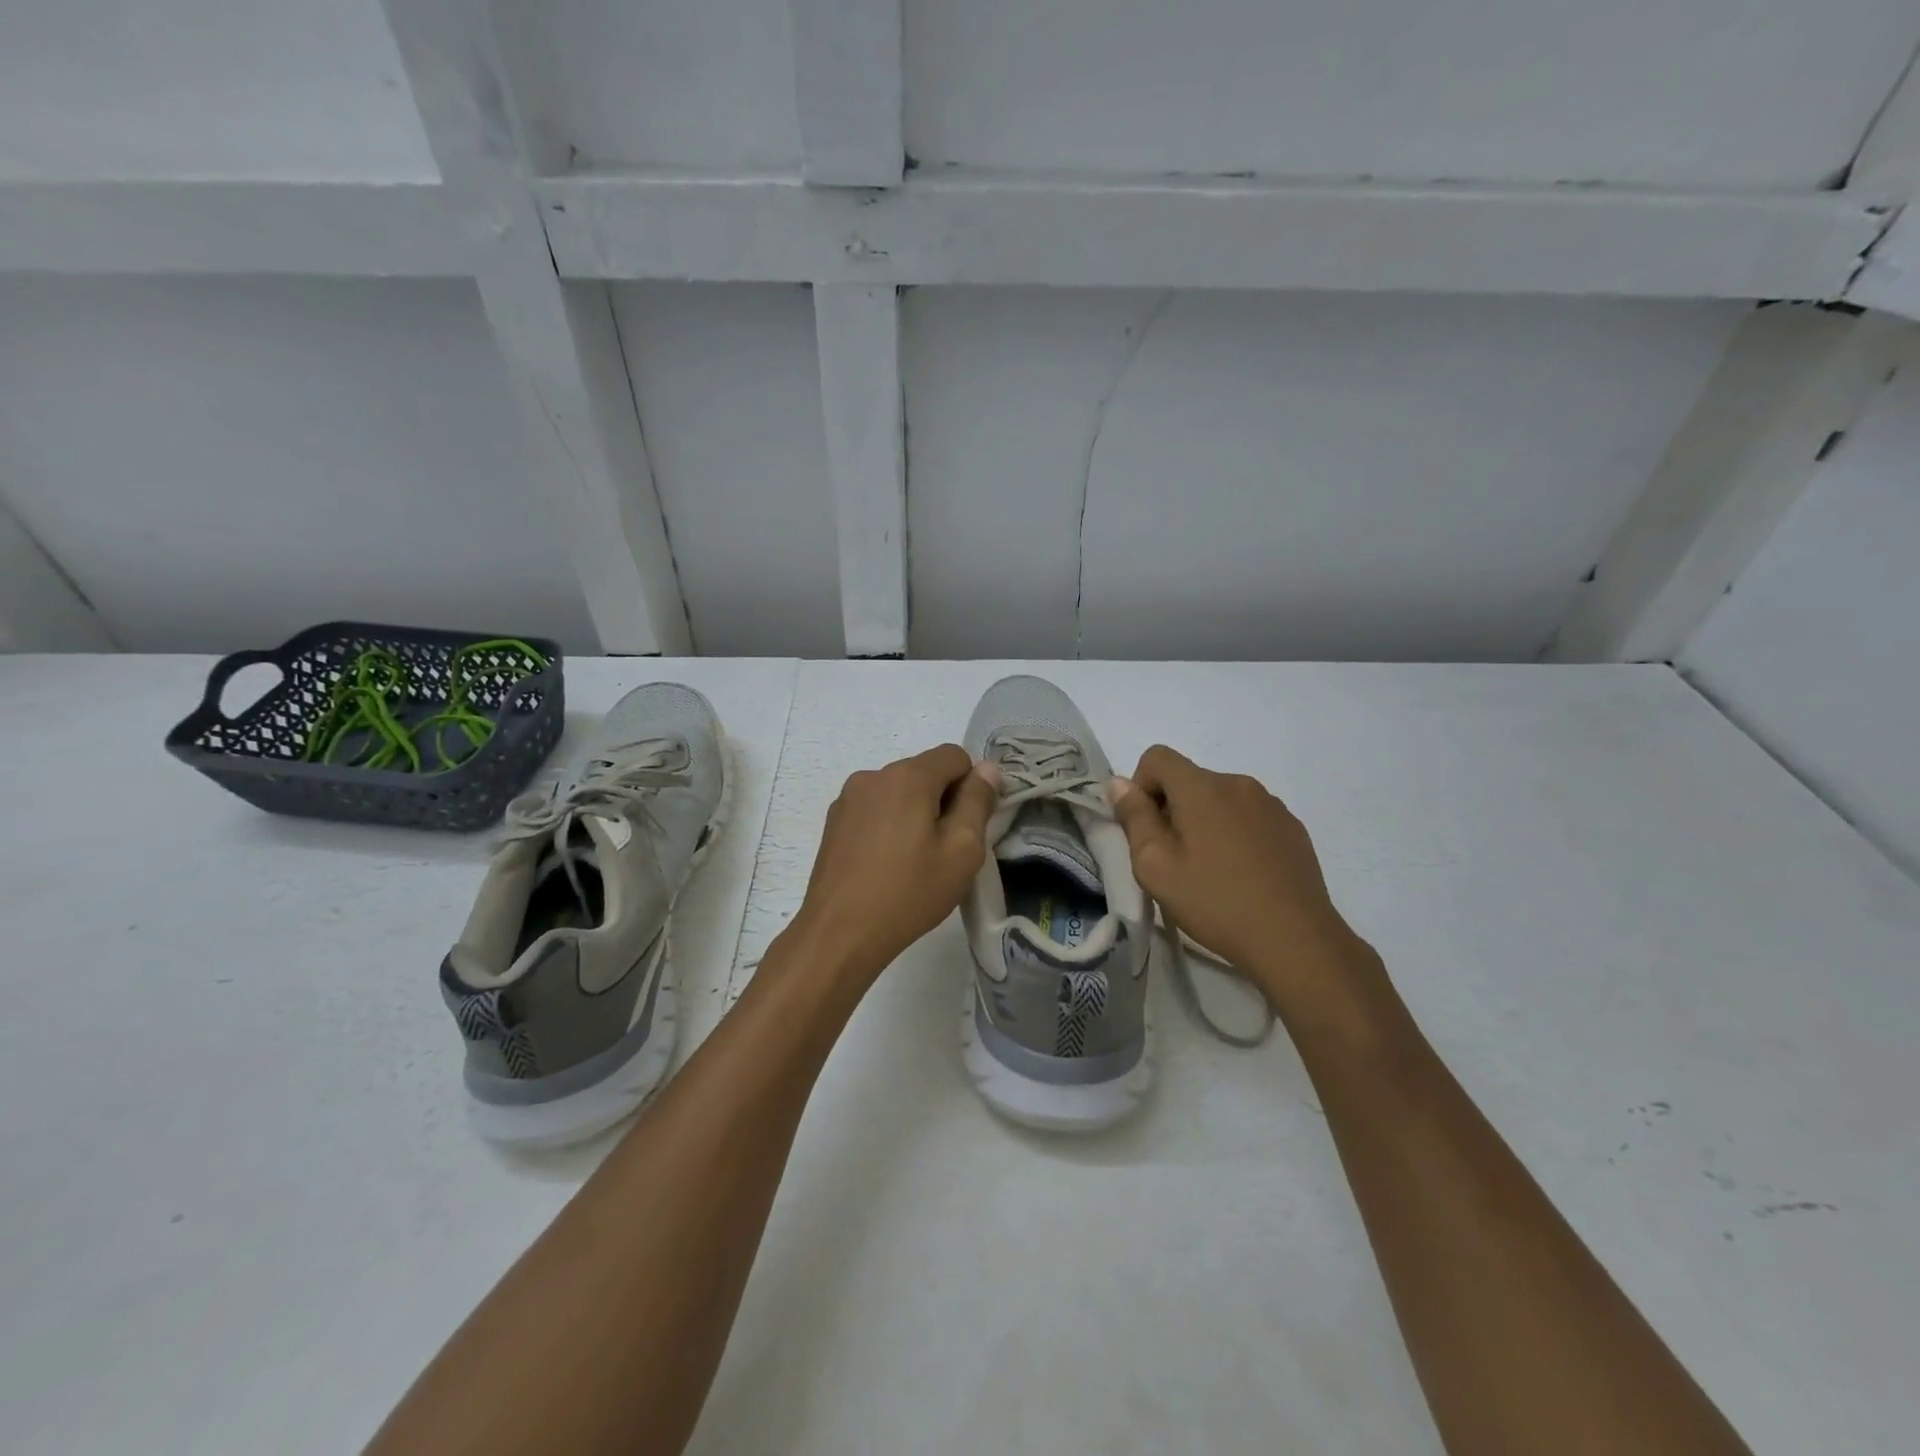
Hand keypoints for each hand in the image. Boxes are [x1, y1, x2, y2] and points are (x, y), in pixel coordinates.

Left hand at [788, 744, 999, 986]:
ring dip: (915, 813)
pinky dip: (889, 825)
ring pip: (899, 792)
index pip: (955, 756)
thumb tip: (986, 768)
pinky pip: (875, 810)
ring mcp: (848, 799)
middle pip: (924, 772)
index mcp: (907, 776)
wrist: (840, 933)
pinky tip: (887, 865)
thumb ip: (978, 802)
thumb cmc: (909, 891)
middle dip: (943, 800)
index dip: (971, 786)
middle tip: (946, 850)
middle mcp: (873, 776)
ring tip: (914, 861)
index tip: (970, 826)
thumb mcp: (962, 850)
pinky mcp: (834, 822)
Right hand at [1111, 745, 1379, 1017]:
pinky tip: (1243, 874)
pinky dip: (1235, 833)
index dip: (1141, 786)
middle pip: (1189, 779)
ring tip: (1212, 870)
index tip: (1147, 829)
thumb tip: (1120, 783)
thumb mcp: (1155, 866)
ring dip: (1205, 821)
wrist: (1295, 940)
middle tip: (1174, 859)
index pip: (1158, 757)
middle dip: (1173, 809)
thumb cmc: (1215, 901)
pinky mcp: (1292, 827)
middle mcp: (1238, 783)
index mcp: (1202, 788)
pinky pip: (1249, 816)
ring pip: (1220, 799)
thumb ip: (1134, 817)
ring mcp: (1271, 804)